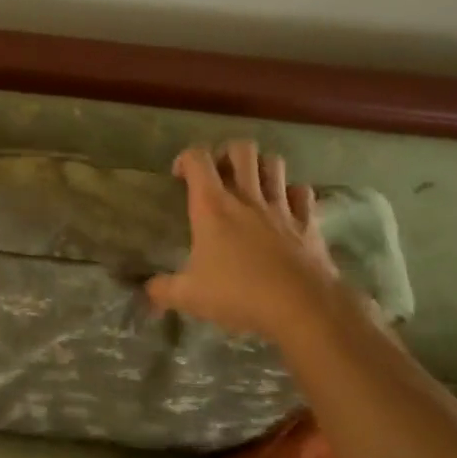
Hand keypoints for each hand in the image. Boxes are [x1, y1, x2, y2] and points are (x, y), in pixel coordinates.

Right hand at [146, 142, 343, 341]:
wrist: (302, 308)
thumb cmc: (239, 295)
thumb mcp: (189, 297)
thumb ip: (162, 290)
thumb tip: (147, 292)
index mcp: (212, 207)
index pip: (197, 159)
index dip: (184, 159)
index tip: (178, 178)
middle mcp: (247, 197)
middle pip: (241, 149)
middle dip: (227, 154)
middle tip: (218, 176)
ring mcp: (282, 207)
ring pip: (274, 163)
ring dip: (261, 167)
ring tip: (250, 186)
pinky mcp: (308, 223)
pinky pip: (302, 192)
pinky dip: (292, 193)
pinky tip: (284, 207)